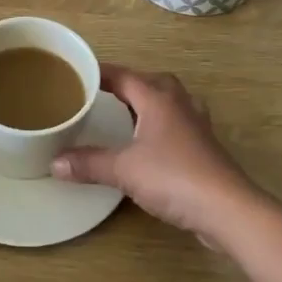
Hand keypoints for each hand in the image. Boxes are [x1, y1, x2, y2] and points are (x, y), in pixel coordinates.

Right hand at [52, 65, 260, 243]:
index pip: (124, 75)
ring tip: (126, 114)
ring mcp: (196, 125)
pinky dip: (160, 126)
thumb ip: (88, 163)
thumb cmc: (174, 177)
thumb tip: (54, 162)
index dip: (101, 73)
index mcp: (158, 98)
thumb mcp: (123, 170)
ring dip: (148, 103)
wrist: (227, 209)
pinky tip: (151, 143)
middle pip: (151, 82)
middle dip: (128, 84)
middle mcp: (179, 104)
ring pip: (169, 102)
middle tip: (102, 94)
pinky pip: (177, 124)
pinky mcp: (205, 148)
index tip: (78, 73)